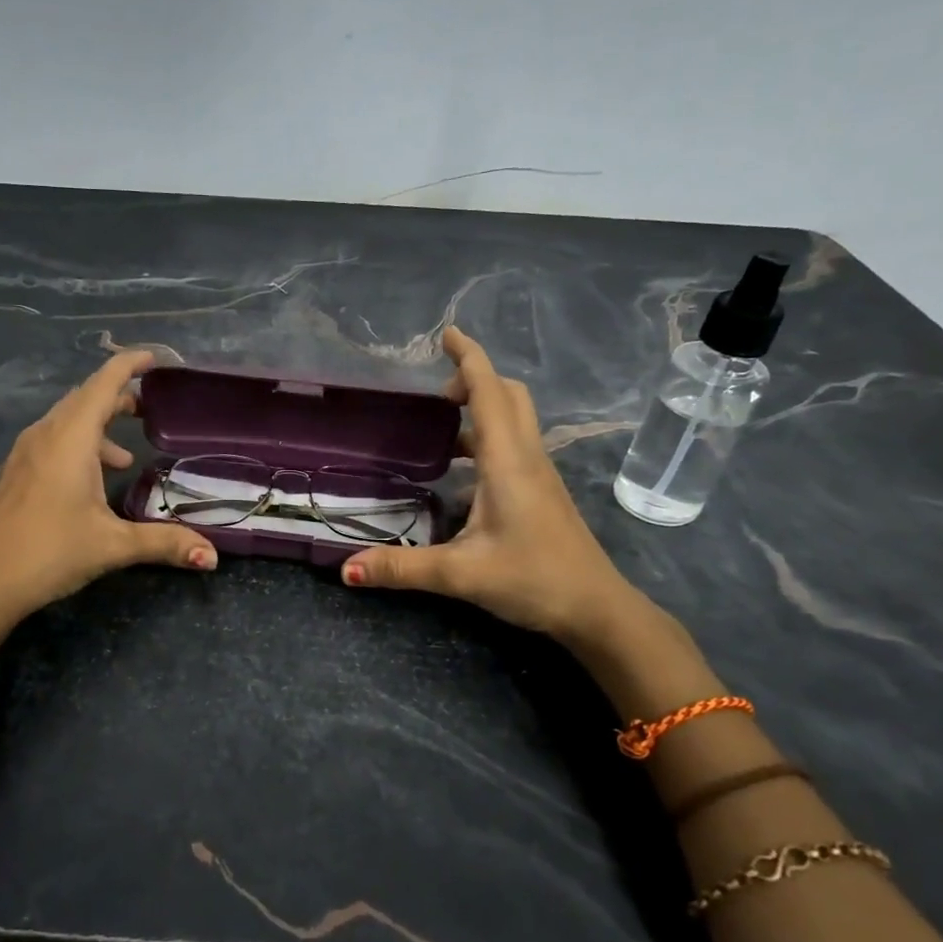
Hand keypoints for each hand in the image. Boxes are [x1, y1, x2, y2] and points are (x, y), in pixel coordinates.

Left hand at [0, 350, 216, 620]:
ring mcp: (24, 453)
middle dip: (118, 397)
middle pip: (84, 399)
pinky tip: (90, 482)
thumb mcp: (113, 545)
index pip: (103, 384)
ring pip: (66, 422)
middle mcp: (44, 435)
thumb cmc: (49, 552)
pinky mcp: (14, 473)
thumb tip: (212, 557)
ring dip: (98, 428)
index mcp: (70, 438)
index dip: (129, 365)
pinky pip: (52, 442)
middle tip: (149, 409)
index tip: (155, 358)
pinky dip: (78, 446)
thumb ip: (165, 543)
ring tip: (126, 457)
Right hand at [340, 327, 639, 643]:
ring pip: (515, 418)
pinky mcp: (543, 490)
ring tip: (440, 430)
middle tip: (436, 396)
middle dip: (474, 380)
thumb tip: (347, 570)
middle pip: (507, 395)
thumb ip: (402, 568)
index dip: (468, 357)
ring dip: (481, 408)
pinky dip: (488, 437)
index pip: (488, 391)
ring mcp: (539, 473)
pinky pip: (515, 444)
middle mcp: (526, 457)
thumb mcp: (461, 574)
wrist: (595, 608)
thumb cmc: (533, 579)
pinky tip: (462, 474)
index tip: (447, 332)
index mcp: (507, 461)